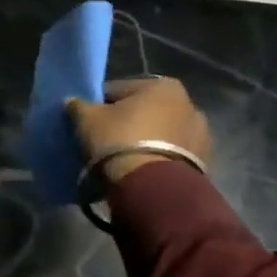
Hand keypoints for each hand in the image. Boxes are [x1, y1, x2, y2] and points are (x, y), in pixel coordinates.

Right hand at [65, 76, 210, 183]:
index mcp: (164, 86)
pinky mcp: (203, 165)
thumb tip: (72, 102)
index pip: (120, 90)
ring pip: (159, 135)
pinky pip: (170, 157)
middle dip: (126, 124)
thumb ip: (78, 106)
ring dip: (143, 142)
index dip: (99, 105)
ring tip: (121, 161)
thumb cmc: (120, 141)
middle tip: (104, 141)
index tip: (88, 122)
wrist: (153, 191)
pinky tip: (138, 173)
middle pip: (144, 112)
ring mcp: (200, 137)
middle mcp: (189, 105)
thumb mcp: (87, 119)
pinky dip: (156, 160)